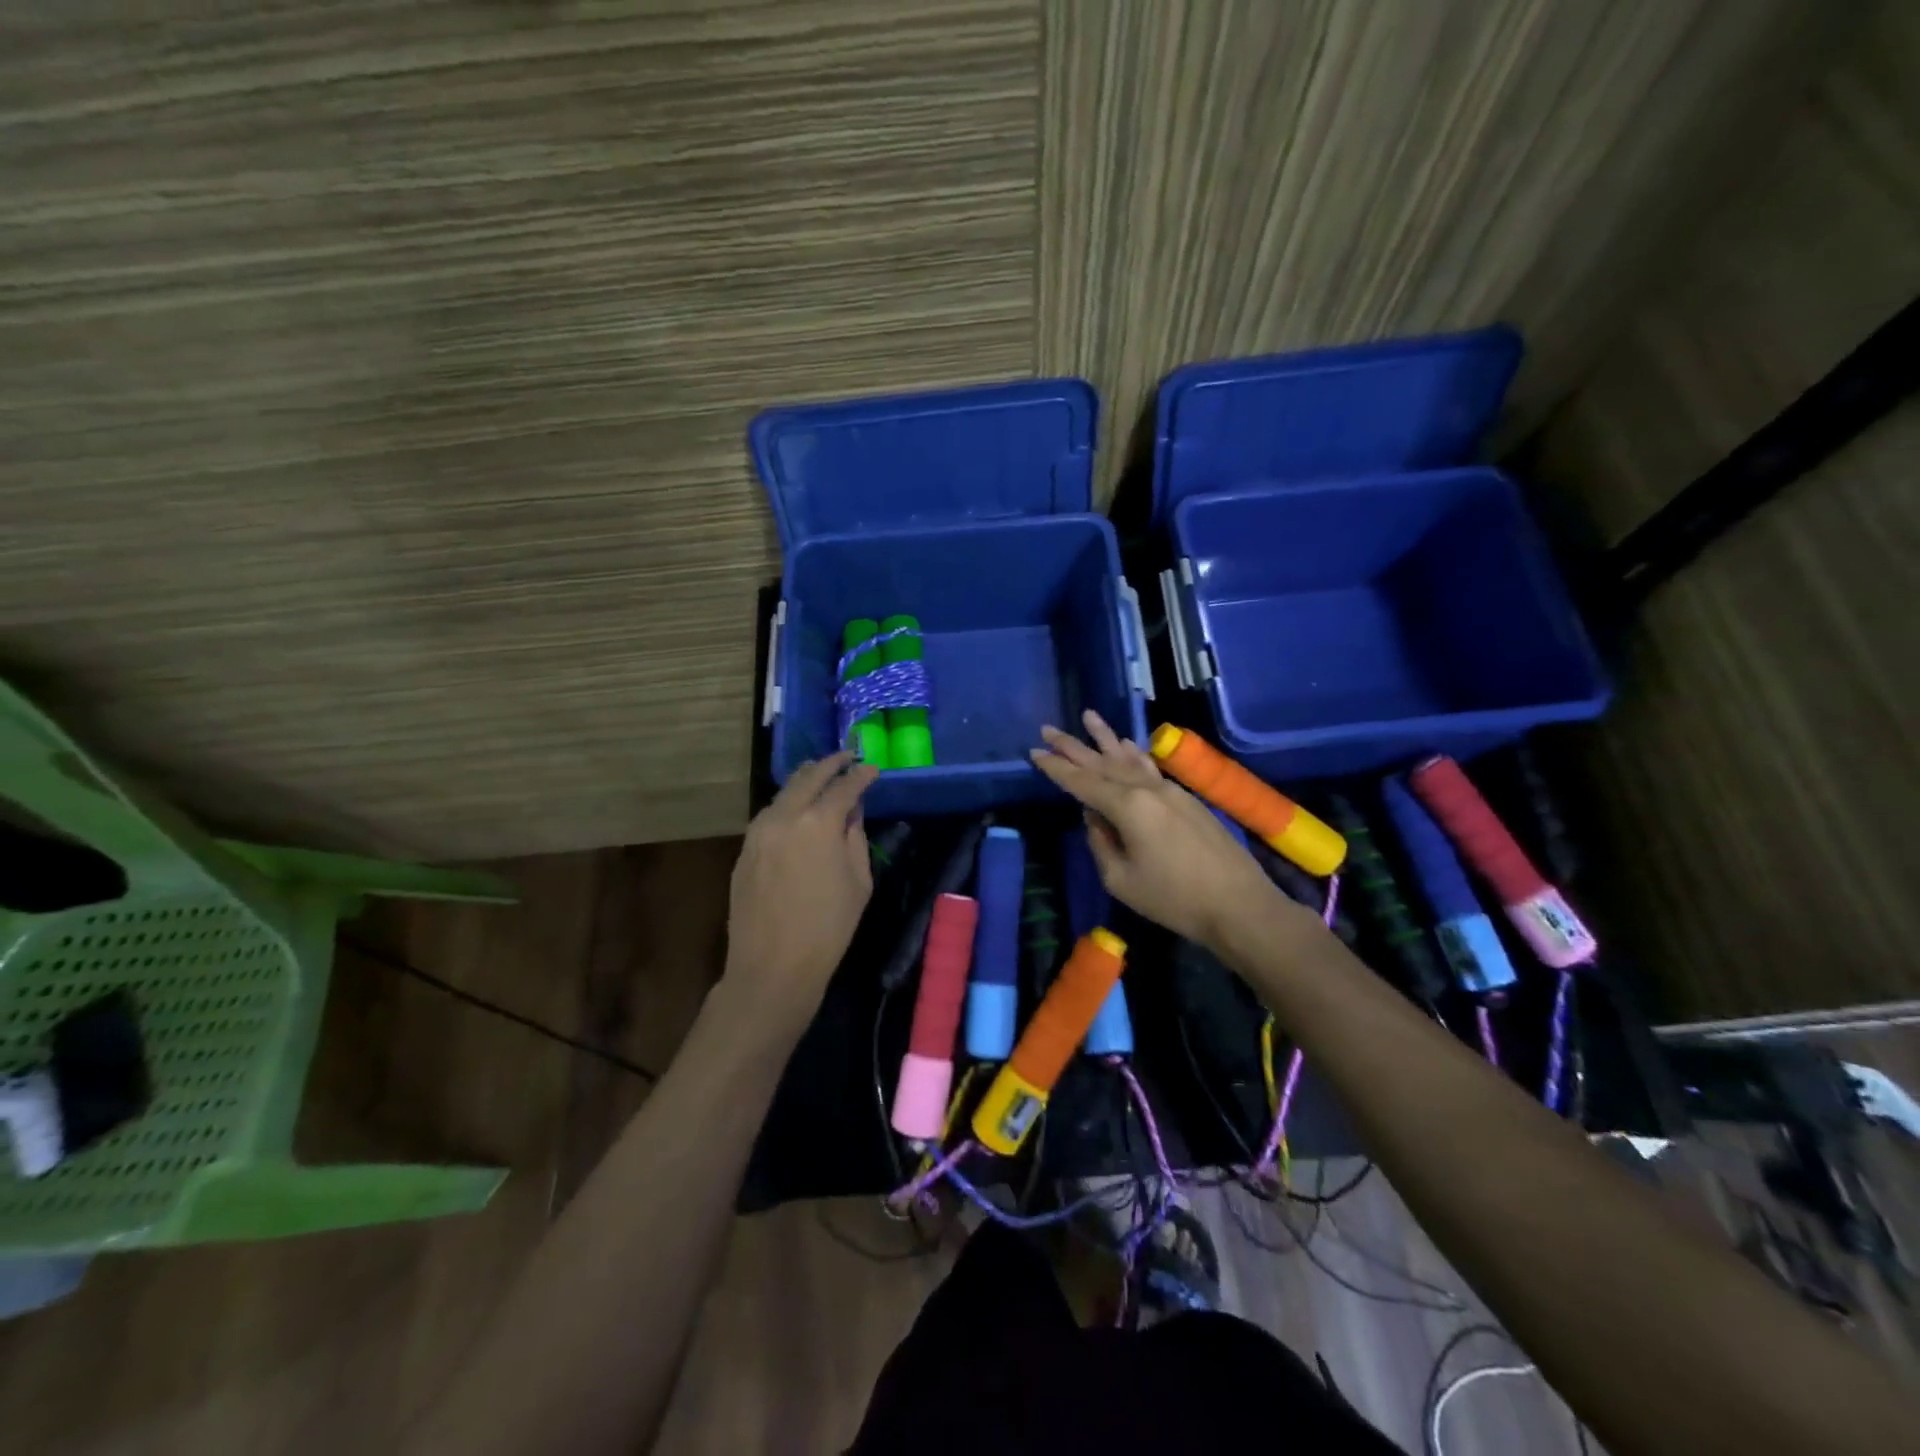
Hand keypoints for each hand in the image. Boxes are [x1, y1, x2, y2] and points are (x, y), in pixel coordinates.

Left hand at [724, 751, 878, 1032]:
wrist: (773, 965)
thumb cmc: (828, 927)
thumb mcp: (858, 881)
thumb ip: (855, 838)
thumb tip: (851, 812)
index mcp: (819, 822)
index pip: (844, 786)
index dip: (861, 774)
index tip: (873, 768)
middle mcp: (784, 816)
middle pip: (808, 777)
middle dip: (830, 764)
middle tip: (846, 757)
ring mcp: (758, 831)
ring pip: (784, 792)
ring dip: (805, 780)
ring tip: (820, 775)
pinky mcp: (745, 849)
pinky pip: (769, 814)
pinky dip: (787, 803)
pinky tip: (796, 809)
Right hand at [1030, 711, 1282, 948]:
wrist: (1239, 905)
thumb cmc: (1173, 899)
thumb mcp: (1121, 880)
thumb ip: (1101, 843)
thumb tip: (1094, 817)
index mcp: (1128, 807)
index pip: (1082, 783)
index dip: (1056, 768)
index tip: (1035, 752)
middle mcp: (1147, 789)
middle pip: (1103, 763)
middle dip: (1074, 746)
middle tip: (1049, 728)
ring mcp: (1170, 791)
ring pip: (1130, 759)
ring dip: (1106, 739)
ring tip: (1088, 716)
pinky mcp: (1186, 799)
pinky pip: (1151, 768)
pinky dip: (1135, 754)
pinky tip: (1127, 744)